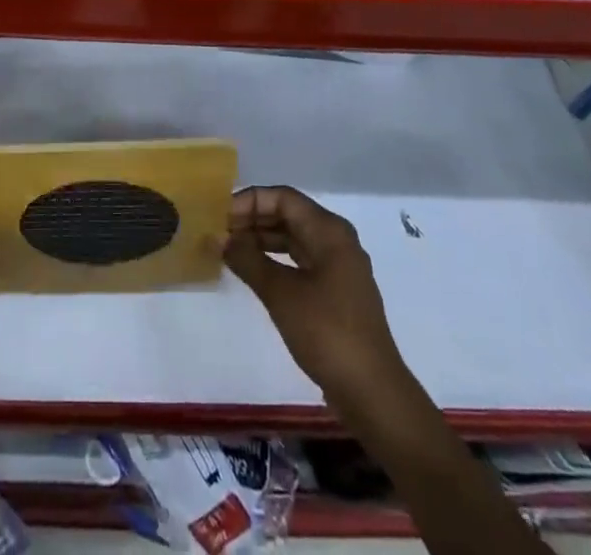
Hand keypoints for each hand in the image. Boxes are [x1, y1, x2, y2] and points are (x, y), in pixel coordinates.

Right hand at [225, 186, 411, 415]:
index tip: (219, 217)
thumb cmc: (327, 332)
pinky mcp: (335, 292)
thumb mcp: (281, 293)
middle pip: (288, 215)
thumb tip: (218, 237)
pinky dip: (274, 261)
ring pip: (293, 239)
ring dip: (261, 240)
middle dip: (252, 220)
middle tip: (219, 232)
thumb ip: (247, 259)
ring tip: (229, 250)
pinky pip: (299, 261)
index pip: (282, 198)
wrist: (372, 394)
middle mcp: (336, 240)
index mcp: (329, 231)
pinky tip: (252, 271)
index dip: (249, 201)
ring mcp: (338, 267)